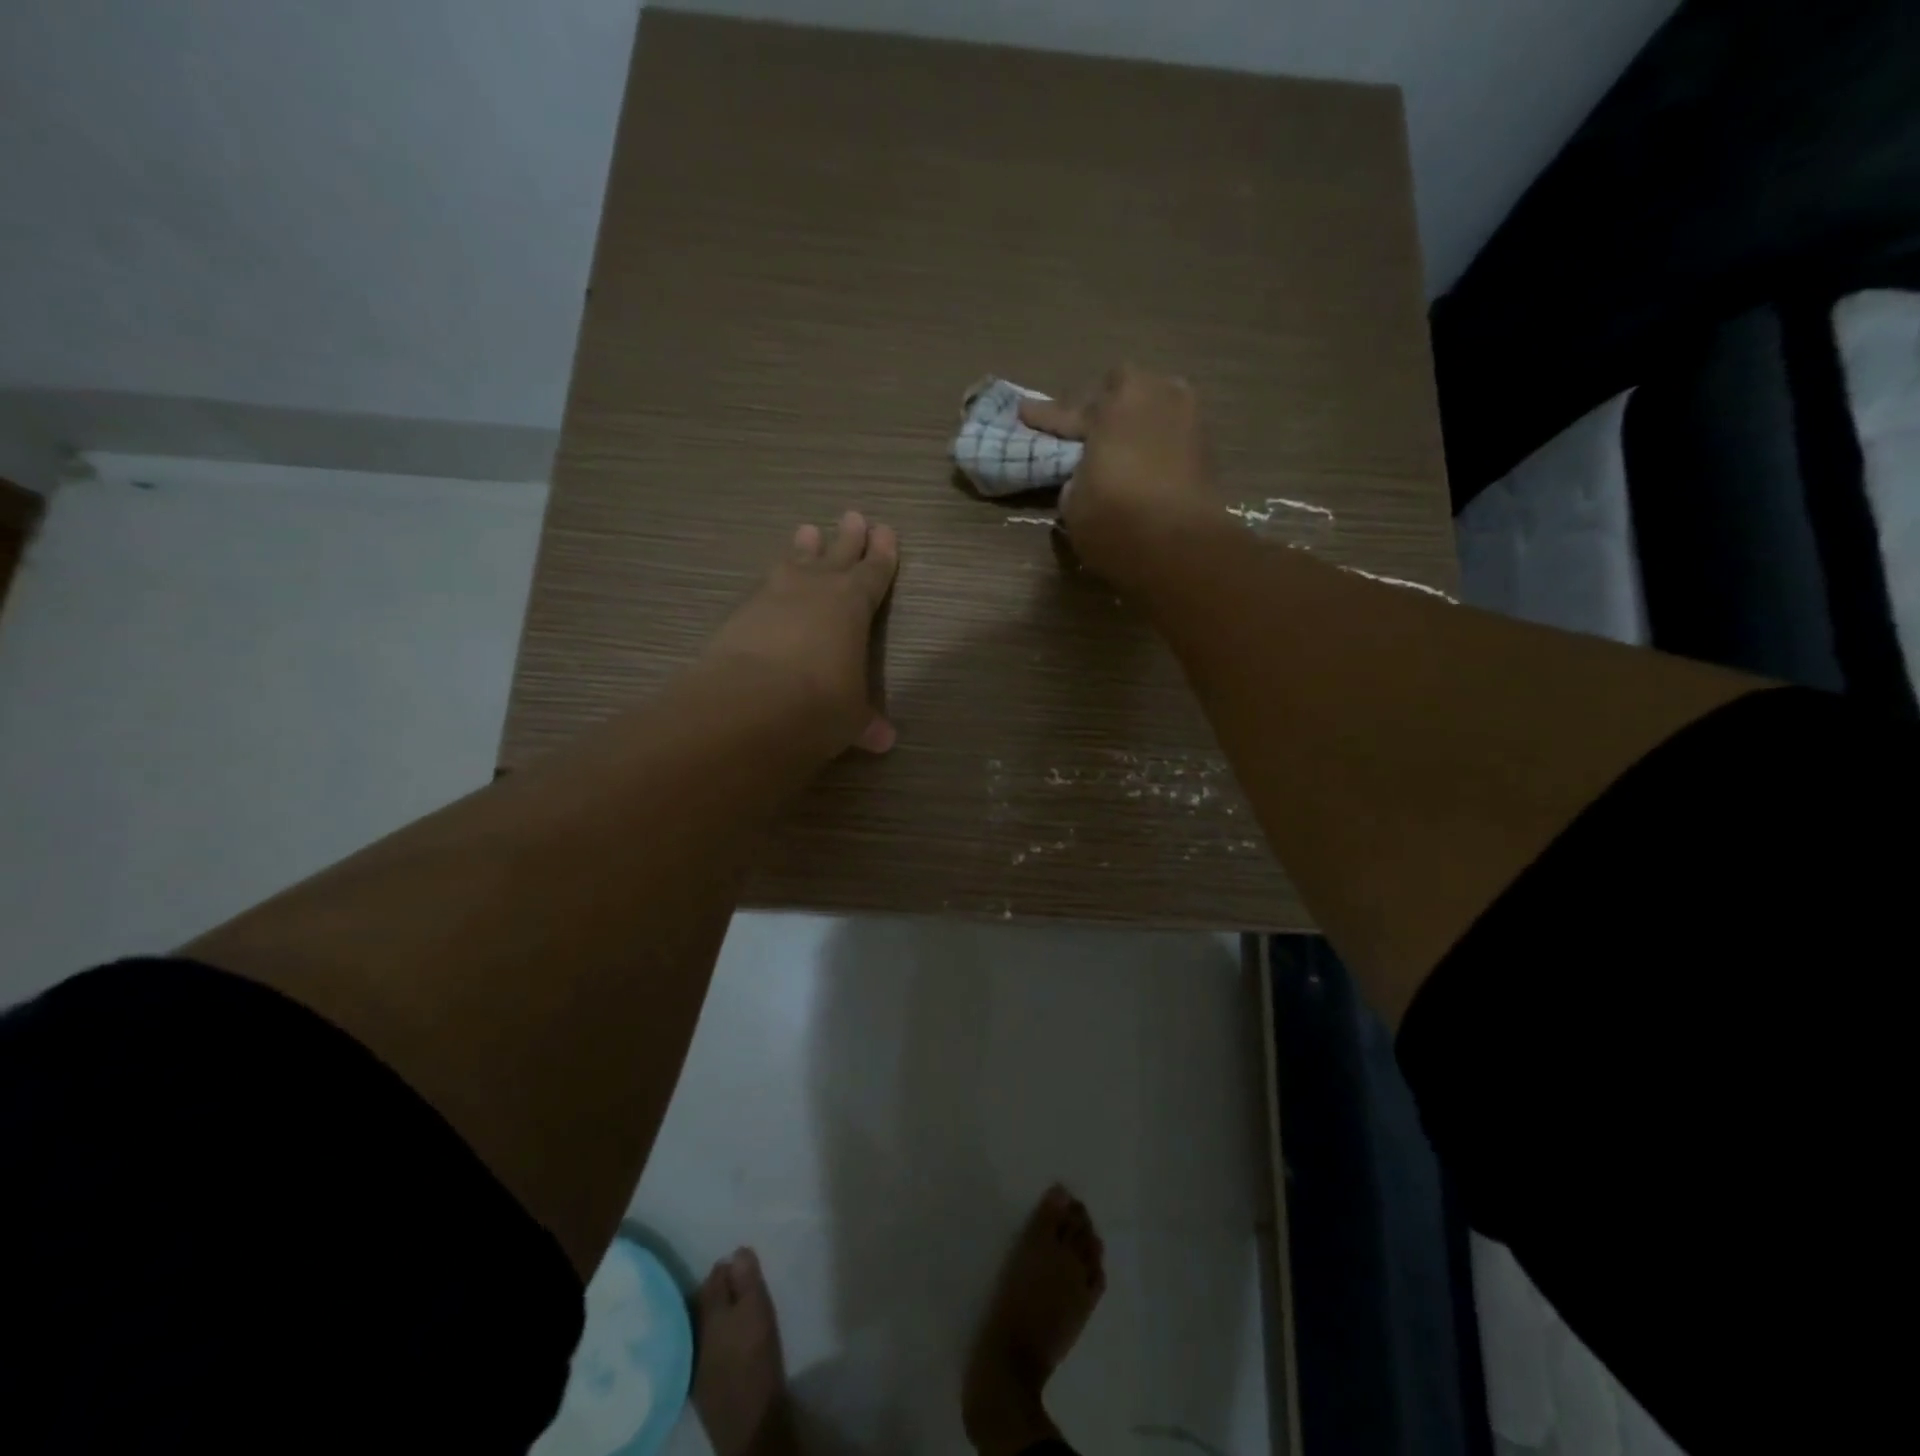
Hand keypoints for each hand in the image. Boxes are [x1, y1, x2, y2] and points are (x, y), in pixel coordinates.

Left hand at [702, 511, 899, 755]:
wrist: (751, 704)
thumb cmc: (820, 705)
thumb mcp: (850, 718)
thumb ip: (865, 722)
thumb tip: (883, 740)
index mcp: (854, 605)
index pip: (874, 573)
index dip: (882, 554)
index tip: (886, 531)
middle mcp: (816, 590)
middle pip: (837, 555)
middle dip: (848, 538)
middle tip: (853, 515)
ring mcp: (774, 596)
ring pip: (795, 562)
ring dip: (804, 548)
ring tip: (807, 530)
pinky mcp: (740, 612)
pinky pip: (763, 587)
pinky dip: (772, 581)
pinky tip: (769, 583)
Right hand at [1018, 366, 1219, 588]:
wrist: (1179, 546)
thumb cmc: (1114, 518)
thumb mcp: (1073, 502)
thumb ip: (1077, 479)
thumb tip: (1086, 478)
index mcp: (1114, 403)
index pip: (1070, 411)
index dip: (1046, 417)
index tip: (1024, 412)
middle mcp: (1155, 397)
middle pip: (1122, 392)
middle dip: (1104, 408)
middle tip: (1085, 431)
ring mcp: (1188, 419)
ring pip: (1153, 409)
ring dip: (1135, 423)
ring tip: (1118, 445)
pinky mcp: (1207, 449)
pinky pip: (1170, 436)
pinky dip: (1155, 446)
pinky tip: (1142, 464)